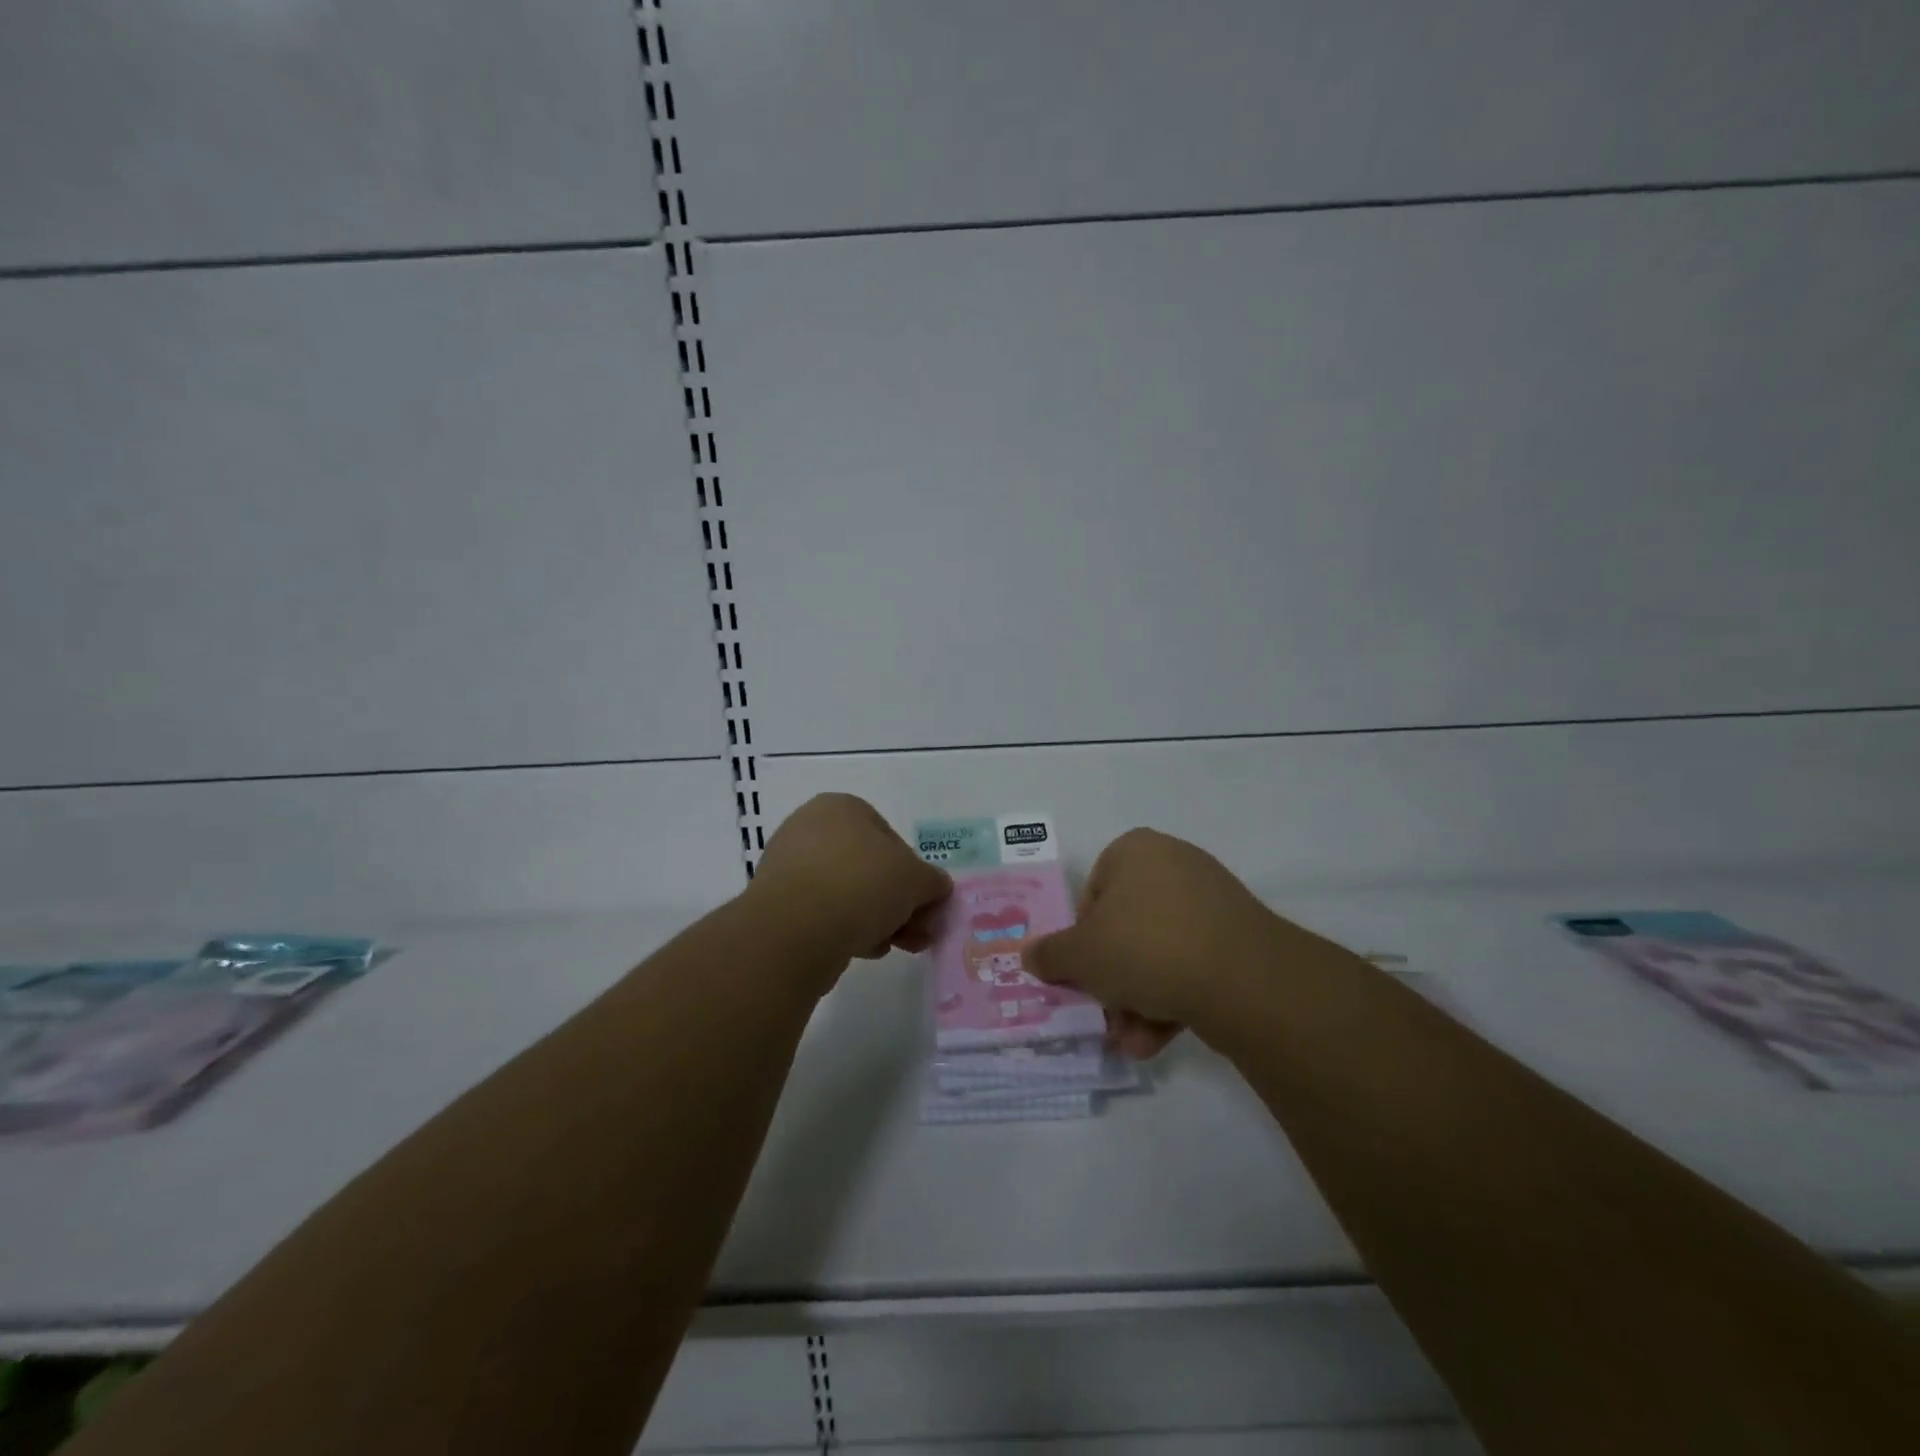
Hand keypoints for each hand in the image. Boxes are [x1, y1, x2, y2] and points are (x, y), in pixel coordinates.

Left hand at [749, 794, 952, 968]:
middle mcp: (810, 828)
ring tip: (892, 945)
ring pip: (847, 893)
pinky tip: (861, 950)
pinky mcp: (776, 904)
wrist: (796, 930)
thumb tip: (936, 889)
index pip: (891, 838)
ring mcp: (788, 866)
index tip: (925, 904)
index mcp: (842, 807)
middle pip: (869, 868)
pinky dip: (844, 929)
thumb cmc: (862, 885)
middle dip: (897, 902)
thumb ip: (933, 881)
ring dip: (875, 919)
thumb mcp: (917, 879)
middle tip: (917, 932)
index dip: (914, 874)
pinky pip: (822, 914)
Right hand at [1026, 828, 1333, 1056]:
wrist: (1243, 978)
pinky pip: (1191, 963)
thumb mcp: (1081, 955)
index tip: (1083, 975)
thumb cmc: (1145, 947)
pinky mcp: (1238, 936)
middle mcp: (1173, 864)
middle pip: (1125, 928)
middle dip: (1112, 981)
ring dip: (1138, 1000)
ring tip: (1134, 1041)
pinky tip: (1159, 1038)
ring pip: (1157, 952)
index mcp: (1134, 851)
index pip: (1092, 896)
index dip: (1081, 941)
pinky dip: (1173, 998)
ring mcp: (1211, 900)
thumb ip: (1050, 954)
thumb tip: (1030, 955)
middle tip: (1105, 1016)